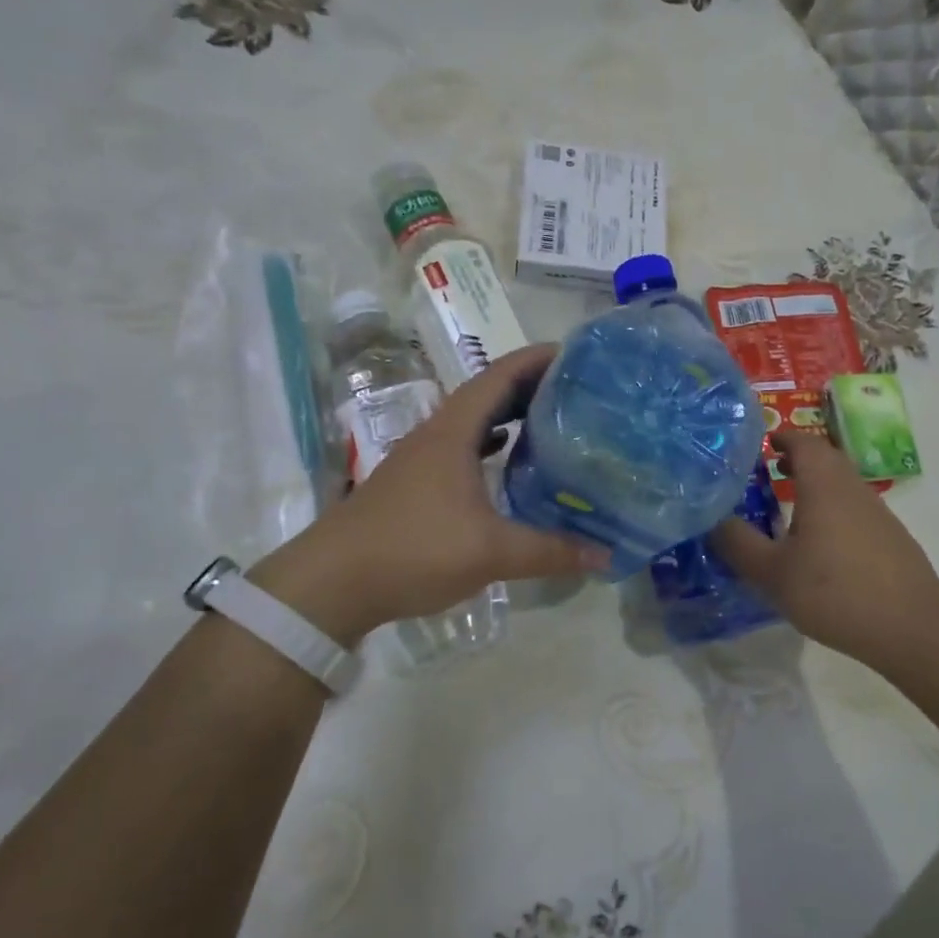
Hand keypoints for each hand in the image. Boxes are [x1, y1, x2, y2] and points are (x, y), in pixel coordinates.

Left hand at [249, 345, 607, 645]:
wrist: (331, 583)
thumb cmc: (412, 550)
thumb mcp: (490, 552)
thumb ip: (550, 551)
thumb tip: (606, 555)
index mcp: (453, 432)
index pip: (499, 377)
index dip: (536, 359)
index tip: (575, 354)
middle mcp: (436, 435)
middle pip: (488, 394)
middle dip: (531, 385)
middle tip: (577, 390)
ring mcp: (422, 459)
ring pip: (473, 422)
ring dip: (510, 415)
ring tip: (553, 420)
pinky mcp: (415, 483)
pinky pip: (463, 449)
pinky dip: (491, 446)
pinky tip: (509, 463)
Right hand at [712, 428, 938, 666]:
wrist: (912, 626)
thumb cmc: (835, 591)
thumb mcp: (772, 573)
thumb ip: (738, 544)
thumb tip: (712, 519)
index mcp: (824, 485)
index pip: (804, 442)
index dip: (782, 437)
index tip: (761, 444)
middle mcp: (852, 489)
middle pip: (825, 459)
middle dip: (796, 459)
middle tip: (767, 472)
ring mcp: (877, 513)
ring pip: (841, 484)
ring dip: (814, 485)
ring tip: (787, 507)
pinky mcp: (890, 538)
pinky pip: (853, 509)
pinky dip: (831, 509)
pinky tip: (818, 544)